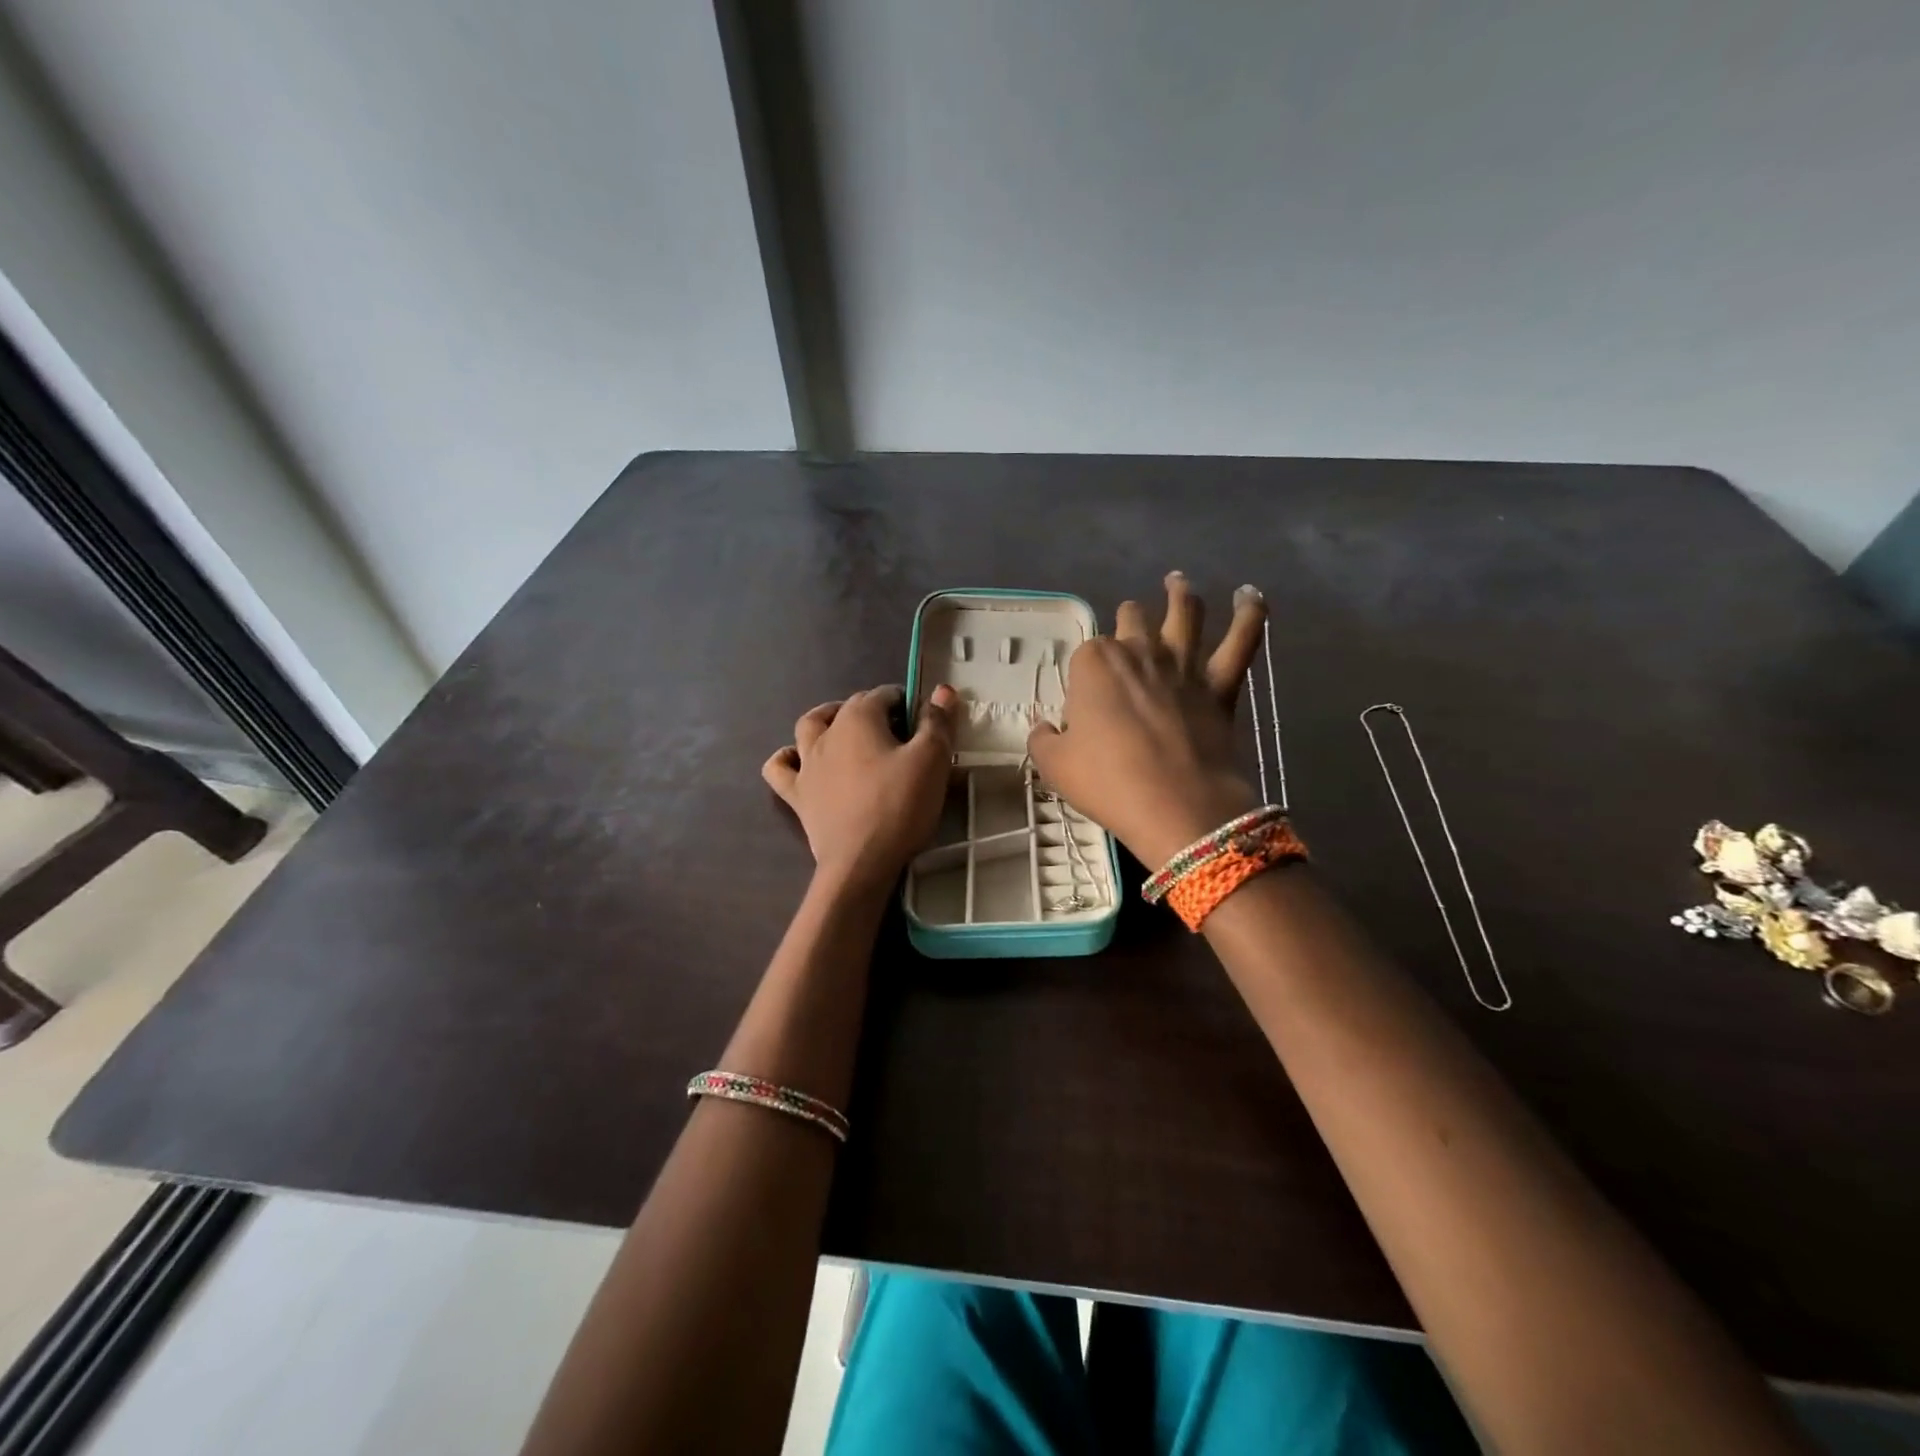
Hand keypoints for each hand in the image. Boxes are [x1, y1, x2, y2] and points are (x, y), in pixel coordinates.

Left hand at [763, 684, 958, 894]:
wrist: (862, 862)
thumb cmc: (900, 806)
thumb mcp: (932, 760)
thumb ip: (937, 722)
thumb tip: (942, 689)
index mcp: (858, 718)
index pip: (884, 695)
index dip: (906, 703)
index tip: (925, 723)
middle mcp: (826, 733)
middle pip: (849, 707)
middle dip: (875, 711)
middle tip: (901, 735)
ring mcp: (806, 764)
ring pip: (809, 727)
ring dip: (828, 721)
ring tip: (849, 733)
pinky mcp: (797, 795)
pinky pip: (780, 768)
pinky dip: (788, 758)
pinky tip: (799, 760)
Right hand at [1027, 573, 1267, 868]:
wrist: (1176, 806)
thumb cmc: (1108, 782)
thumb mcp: (1054, 765)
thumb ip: (1043, 739)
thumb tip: (1044, 729)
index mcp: (1094, 663)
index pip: (1085, 653)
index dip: (1085, 675)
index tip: (1085, 703)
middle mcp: (1139, 651)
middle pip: (1132, 620)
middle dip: (1128, 618)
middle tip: (1127, 622)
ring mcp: (1183, 664)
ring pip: (1184, 614)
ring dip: (1180, 594)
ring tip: (1177, 581)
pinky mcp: (1220, 685)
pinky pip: (1241, 641)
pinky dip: (1250, 615)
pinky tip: (1253, 595)